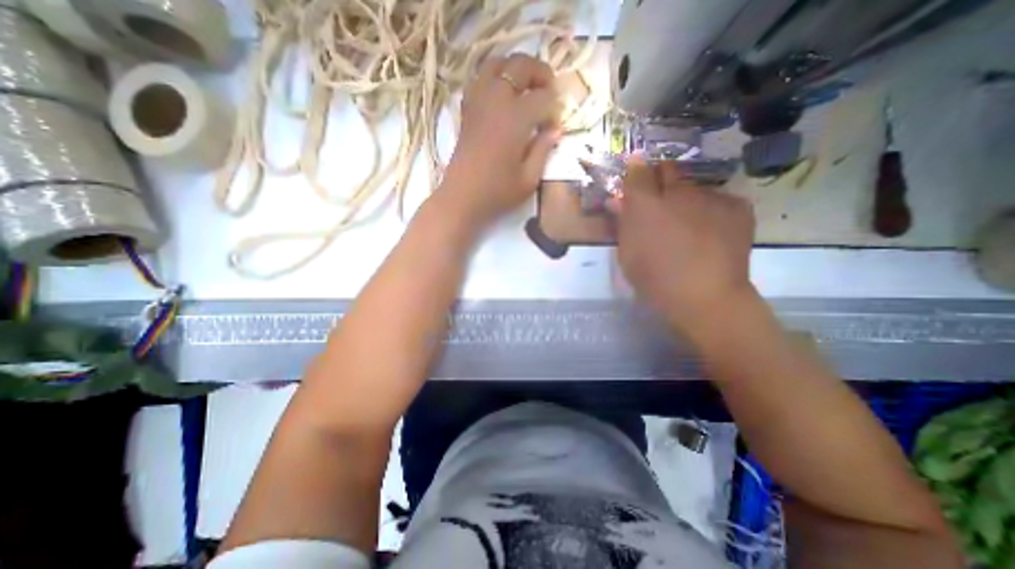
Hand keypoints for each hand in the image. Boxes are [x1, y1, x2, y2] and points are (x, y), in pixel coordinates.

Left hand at [438, 54, 562, 227]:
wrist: (462, 199)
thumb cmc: (497, 193)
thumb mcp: (529, 179)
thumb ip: (544, 150)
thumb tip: (556, 130)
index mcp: (515, 120)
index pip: (543, 98)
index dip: (555, 108)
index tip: (555, 125)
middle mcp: (496, 101)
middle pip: (520, 66)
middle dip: (540, 73)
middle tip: (549, 91)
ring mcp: (478, 103)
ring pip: (497, 64)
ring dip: (515, 69)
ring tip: (526, 87)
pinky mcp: (467, 111)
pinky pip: (480, 80)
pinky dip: (494, 79)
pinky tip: (501, 96)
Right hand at [610, 156, 752, 333]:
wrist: (706, 298)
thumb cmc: (655, 279)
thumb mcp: (627, 254)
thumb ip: (622, 222)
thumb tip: (617, 200)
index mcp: (646, 205)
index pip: (637, 171)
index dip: (634, 170)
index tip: (633, 174)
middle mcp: (678, 192)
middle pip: (667, 169)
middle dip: (659, 179)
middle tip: (658, 201)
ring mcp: (710, 197)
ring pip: (693, 186)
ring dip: (685, 198)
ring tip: (688, 224)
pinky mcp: (737, 206)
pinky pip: (717, 199)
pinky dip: (709, 209)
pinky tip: (710, 231)